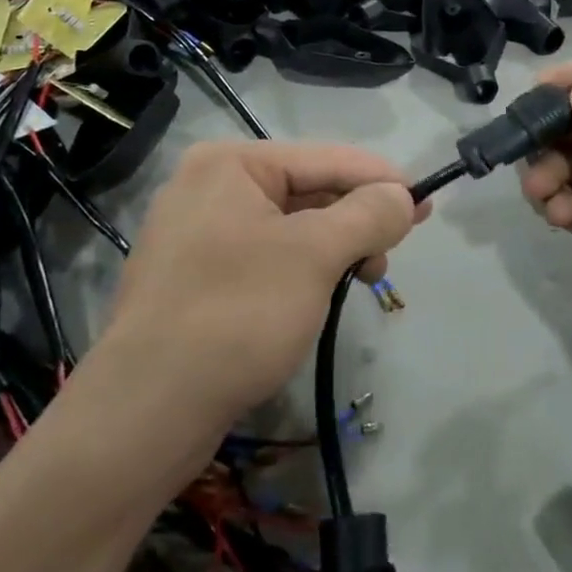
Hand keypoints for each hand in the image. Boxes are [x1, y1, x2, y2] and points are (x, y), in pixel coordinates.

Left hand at [100, 142, 421, 429]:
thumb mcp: (315, 255)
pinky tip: (321, 295)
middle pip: (307, 191)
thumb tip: (402, 195)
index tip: (426, 204)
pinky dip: (302, 270)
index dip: (381, 180)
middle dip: (356, 220)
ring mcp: (196, 234)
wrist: (145, 412)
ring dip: (333, 248)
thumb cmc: (238, 314)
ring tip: (362, 280)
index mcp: (230, 163)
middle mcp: (208, 187)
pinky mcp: (195, 278)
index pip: (326, 159)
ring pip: (289, 227)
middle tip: (390, 255)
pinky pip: (265, 257)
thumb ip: (367, 214)